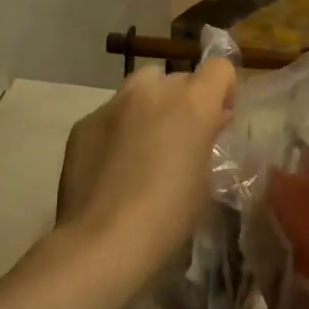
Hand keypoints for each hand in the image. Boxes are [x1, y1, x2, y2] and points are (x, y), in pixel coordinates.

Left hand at [55, 60, 235, 282]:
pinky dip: (119, 128)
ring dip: (150, 105)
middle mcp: (153, 93)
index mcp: (192, 104)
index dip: (223, 88)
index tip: (220, 115)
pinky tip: (114, 164)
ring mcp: (114, 104)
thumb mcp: (204, 178)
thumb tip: (210, 121)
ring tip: (146, 143)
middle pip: (178, 77)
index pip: (219, 68)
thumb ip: (207, 139)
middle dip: (185, 100)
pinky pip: (111, 113)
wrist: (104, 240)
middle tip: (182, 136)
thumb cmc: (169, 214)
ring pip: (140, 87)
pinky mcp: (84, 123)